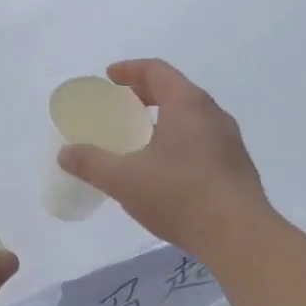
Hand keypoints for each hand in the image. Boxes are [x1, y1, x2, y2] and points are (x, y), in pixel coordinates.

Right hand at [57, 59, 271, 259]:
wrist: (239, 235)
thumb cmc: (179, 195)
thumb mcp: (124, 179)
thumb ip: (91, 162)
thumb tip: (65, 153)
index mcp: (188, 104)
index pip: (157, 71)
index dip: (130, 70)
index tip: (109, 77)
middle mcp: (213, 114)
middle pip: (176, 91)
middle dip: (146, 94)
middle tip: (121, 106)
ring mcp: (229, 141)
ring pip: (191, 118)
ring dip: (164, 120)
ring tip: (140, 139)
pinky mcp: (236, 167)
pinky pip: (201, 141)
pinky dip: (178, 141)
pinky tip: (164, 170)